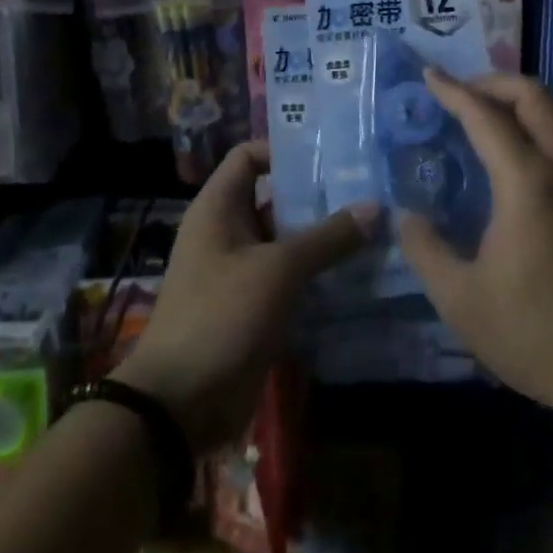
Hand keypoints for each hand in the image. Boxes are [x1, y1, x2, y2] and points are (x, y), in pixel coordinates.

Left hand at [116, 140, 374, 450]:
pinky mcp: (251, 305)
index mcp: (218, 208)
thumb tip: (374, 206)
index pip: (249, 156)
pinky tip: (355, 272)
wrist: (179, 403)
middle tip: (366, 191)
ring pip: (285, 240)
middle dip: (317, 196)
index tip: (330, 155)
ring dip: (322, 237)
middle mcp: (227, 231)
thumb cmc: (221, 316)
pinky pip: (287, 277)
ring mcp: (239, 270)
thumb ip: (328, 238)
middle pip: (274, 198)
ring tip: (372, 228)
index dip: (284, 150)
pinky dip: (316, 273)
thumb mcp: (278, 270)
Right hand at [397, 72, 552, 427]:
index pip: (486, 117)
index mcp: (527, 182)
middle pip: (536, 97)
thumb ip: (426, 251)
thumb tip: (408, 217)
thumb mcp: (462, 300)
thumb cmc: (537, 333)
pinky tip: (523, 155)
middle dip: (495, 82)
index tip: (429, 75)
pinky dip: (543, 125)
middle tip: (462, 91)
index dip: (454, 92)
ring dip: (525, 100)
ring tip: (491, 112)